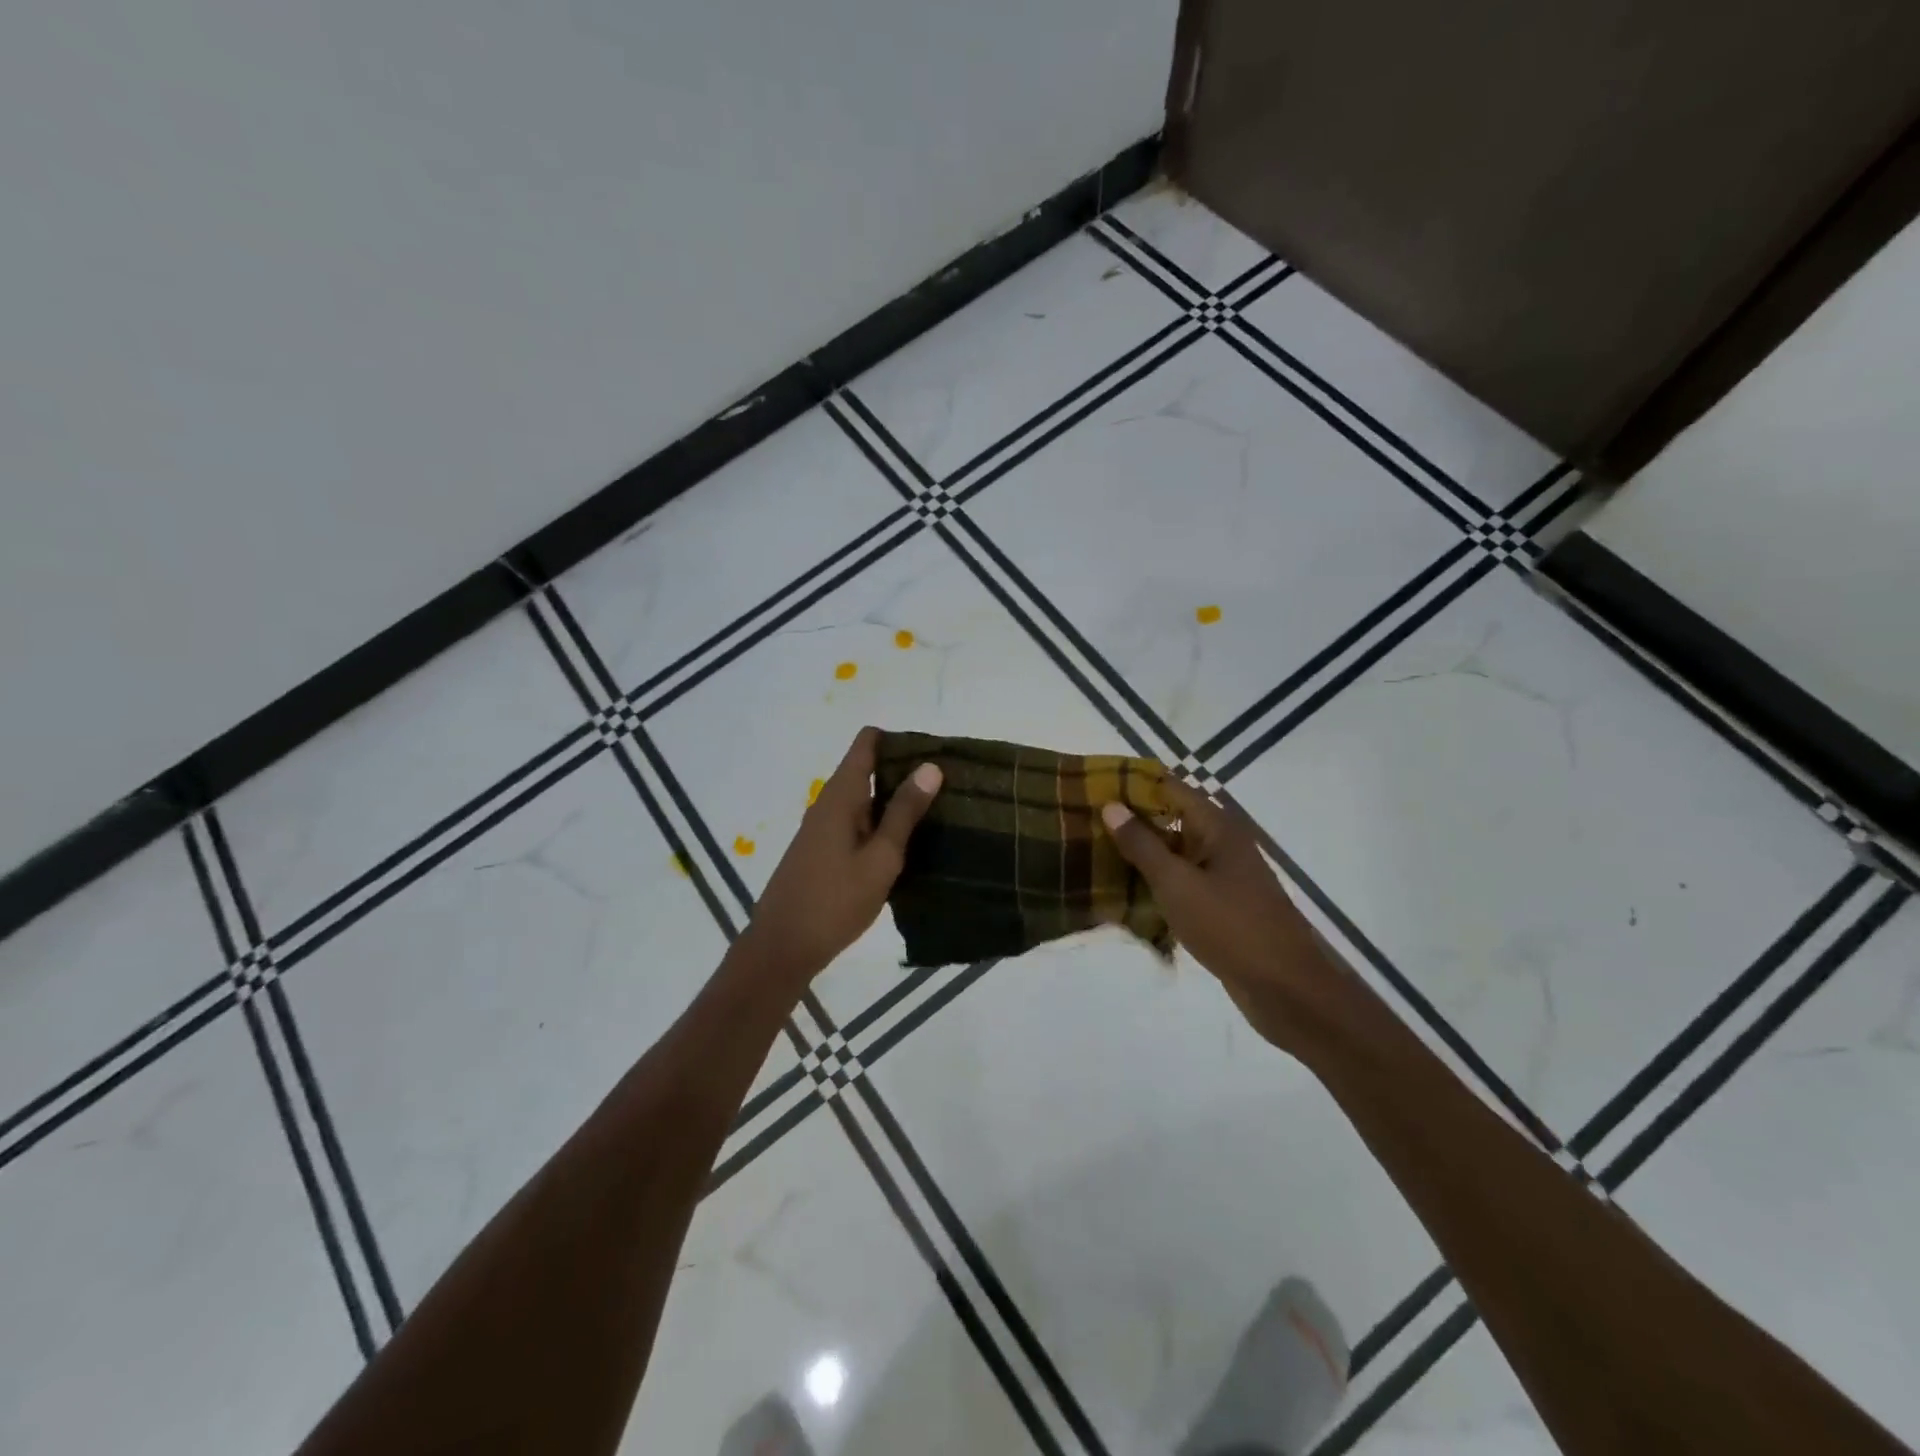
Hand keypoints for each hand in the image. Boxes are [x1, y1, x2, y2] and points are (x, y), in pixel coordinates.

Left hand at [740, 727, 942, 985]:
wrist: (782, 948)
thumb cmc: (835, 901)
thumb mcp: (880, 858)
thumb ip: (904, 813)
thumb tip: (930, 766)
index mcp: (840, 796)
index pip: (866, 743)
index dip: (899, 740)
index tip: (934, 752)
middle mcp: (828, 803)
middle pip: (867, 769)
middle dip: (904, 772)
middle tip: (948, 786)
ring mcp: (822, 828)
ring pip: (863, 799)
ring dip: (894, 802)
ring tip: (937, 813)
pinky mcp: (822, 851)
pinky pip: (856, 823)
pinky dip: (880, 824)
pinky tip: (906, 845)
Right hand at [1101, 780, 1338, 1048]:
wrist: (1285, 989)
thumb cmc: (1231, 927)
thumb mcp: (1178, 884)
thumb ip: (1142, 845)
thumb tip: (1111, 805)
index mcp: (1217, 828)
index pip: (1169, 787)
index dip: (1132, 784)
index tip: (1092, 786)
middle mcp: (1220, 844)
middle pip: (1169, 818)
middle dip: (1130, 820)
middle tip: (1082, 822)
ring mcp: (1221, 876)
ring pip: (1172, 853)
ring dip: (1139, 854)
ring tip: (1091, 853)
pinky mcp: (1219, 906)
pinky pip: (1180, 882)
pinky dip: (1154, 882)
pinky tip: (1121, 891)